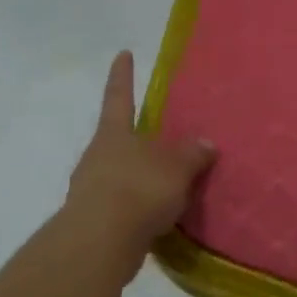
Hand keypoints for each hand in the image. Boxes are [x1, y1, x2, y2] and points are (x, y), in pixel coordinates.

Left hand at [62, 52, 215, 271]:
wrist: (99, 244)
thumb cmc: (138, 190)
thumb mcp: (177, 167)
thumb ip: (192, 154)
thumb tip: (205, 143)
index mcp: (114, 134)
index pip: (120, 96)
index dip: (123, 75)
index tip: (123, 53)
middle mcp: (97, 156)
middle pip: (118, 139)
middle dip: (138, 139)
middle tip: (162, 139)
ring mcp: (91, 189)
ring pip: (120, 173)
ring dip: (140, 176)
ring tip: (169, 184)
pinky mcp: (94, 220)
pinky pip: (122, 205)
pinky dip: (139, 206)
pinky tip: (159, 215)